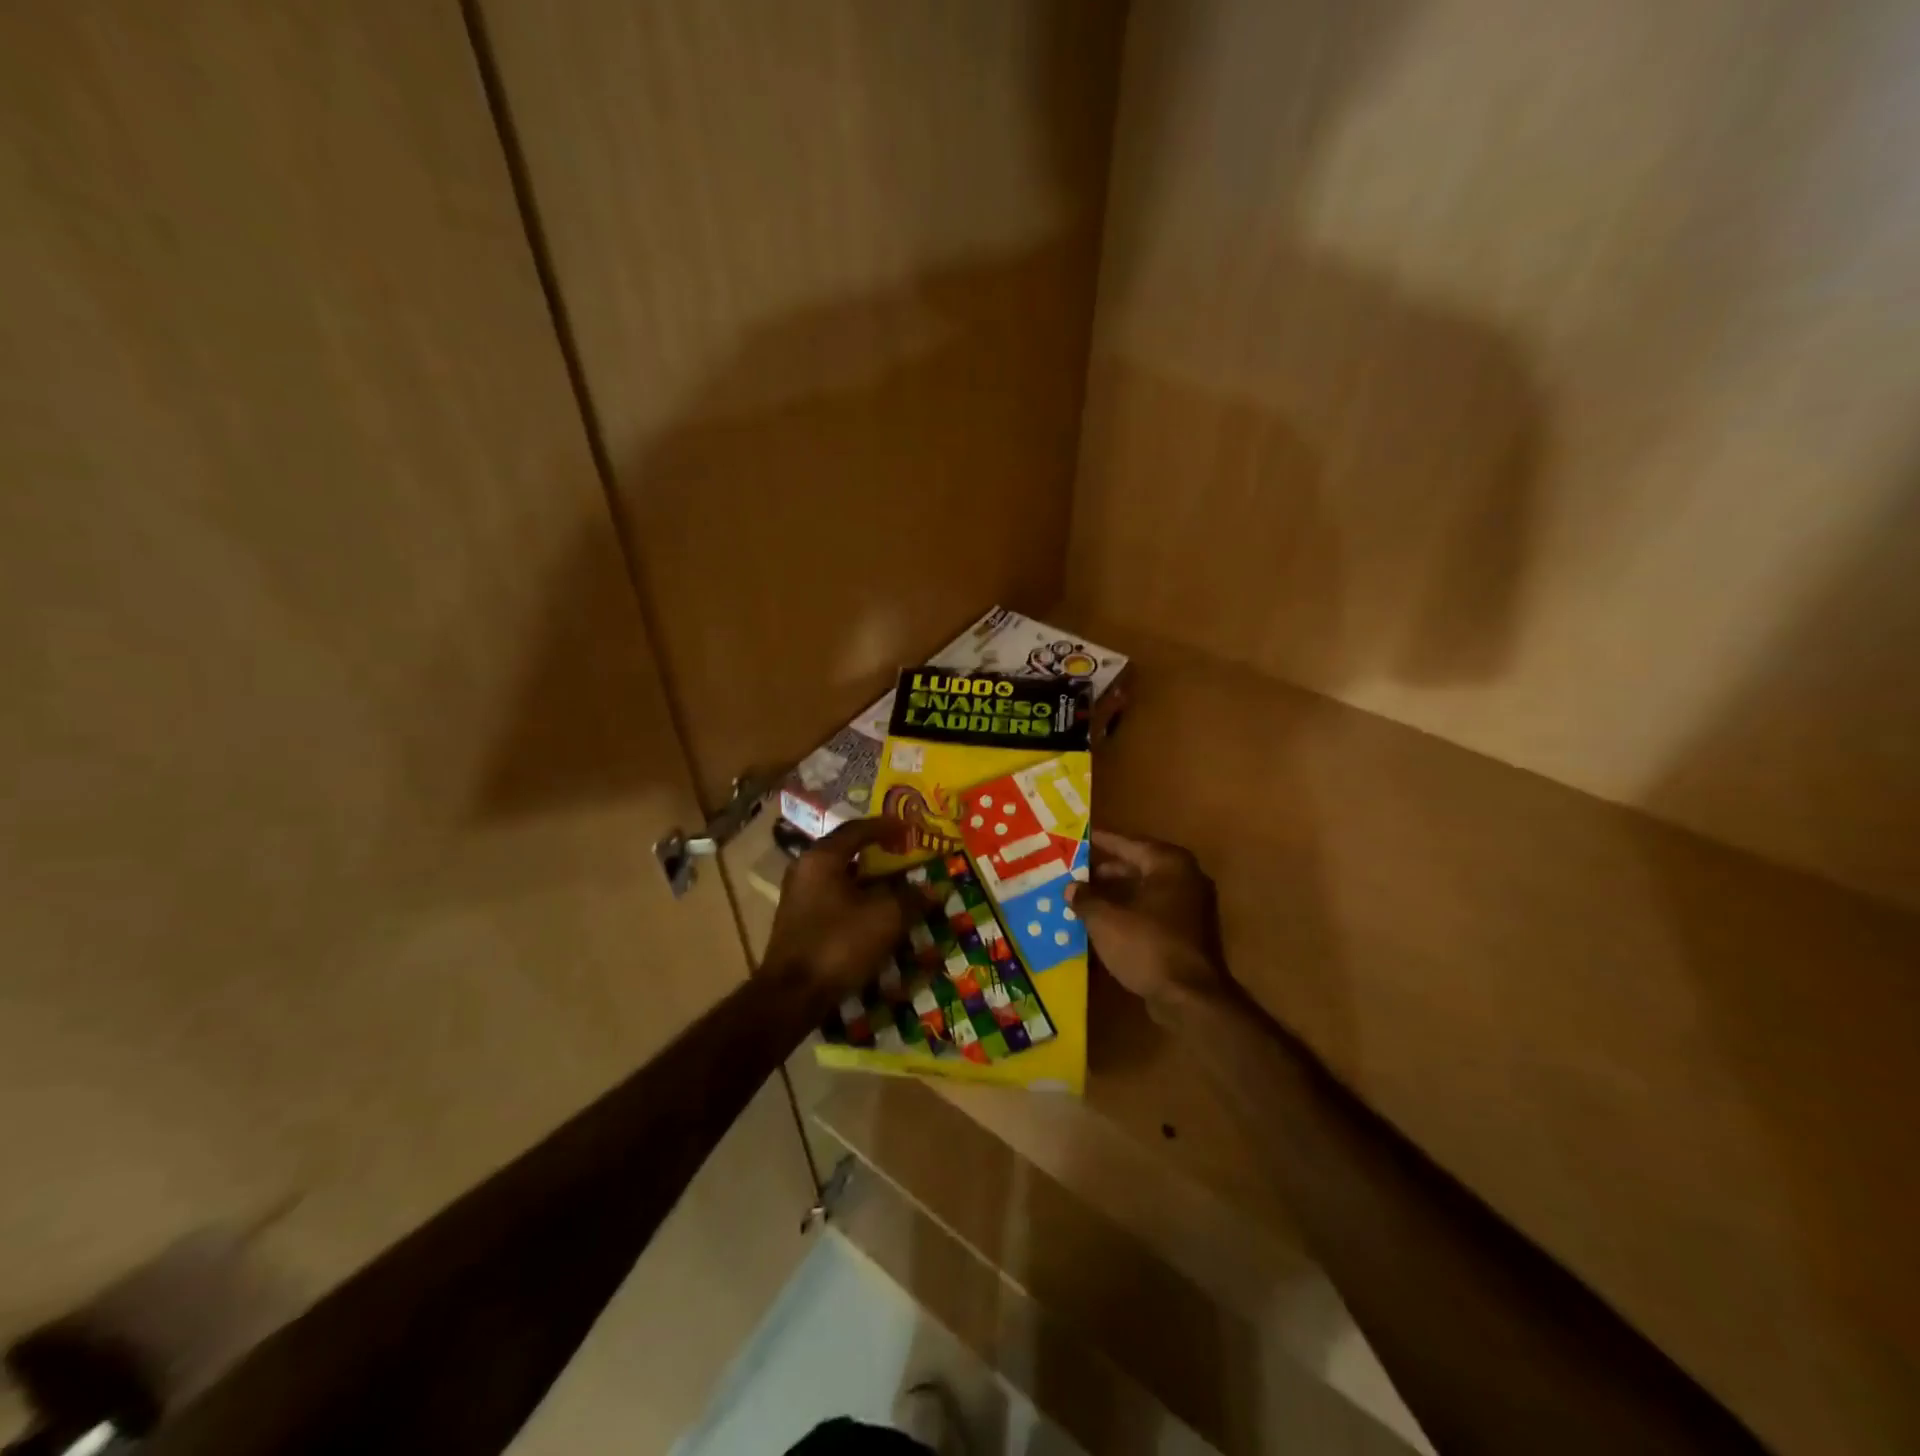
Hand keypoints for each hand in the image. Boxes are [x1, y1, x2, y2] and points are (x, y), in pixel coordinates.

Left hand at [763, 817, 939, 1013]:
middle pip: (847, 853)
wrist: (791, 996)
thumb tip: (933, 889)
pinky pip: (834, 900)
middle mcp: (805, 870)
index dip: (887, 826)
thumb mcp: (885, 918)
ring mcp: (798, 898)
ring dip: (869, 881)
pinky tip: (876, 915)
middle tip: (905, 855)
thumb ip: (911, 898)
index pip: (857, 829)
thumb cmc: (838, 944)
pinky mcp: (799, 923)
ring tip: (897, 886)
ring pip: (841, 879)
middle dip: (879, 854)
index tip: (910, 827)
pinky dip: (857, 900)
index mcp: (822, 858)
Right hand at [1067, 830, 1231, 1021]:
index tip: (1080, 837)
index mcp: (1169, 864)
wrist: (1190, 998)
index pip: (1128, 844)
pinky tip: (1106, 922)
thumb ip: (1086, 899)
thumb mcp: (1106, 920)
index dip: (1102, 842)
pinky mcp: (1189, 933)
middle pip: (1139, 866)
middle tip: (1077, 871)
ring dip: (1118, 893)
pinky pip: (1153, 912)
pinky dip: (1131, 912)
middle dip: (1107, 870)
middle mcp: (1185, 878)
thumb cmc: (1147, 946)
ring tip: (1085, 897)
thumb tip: (1071, 888)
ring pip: (1146, 890)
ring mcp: (1191, 907)